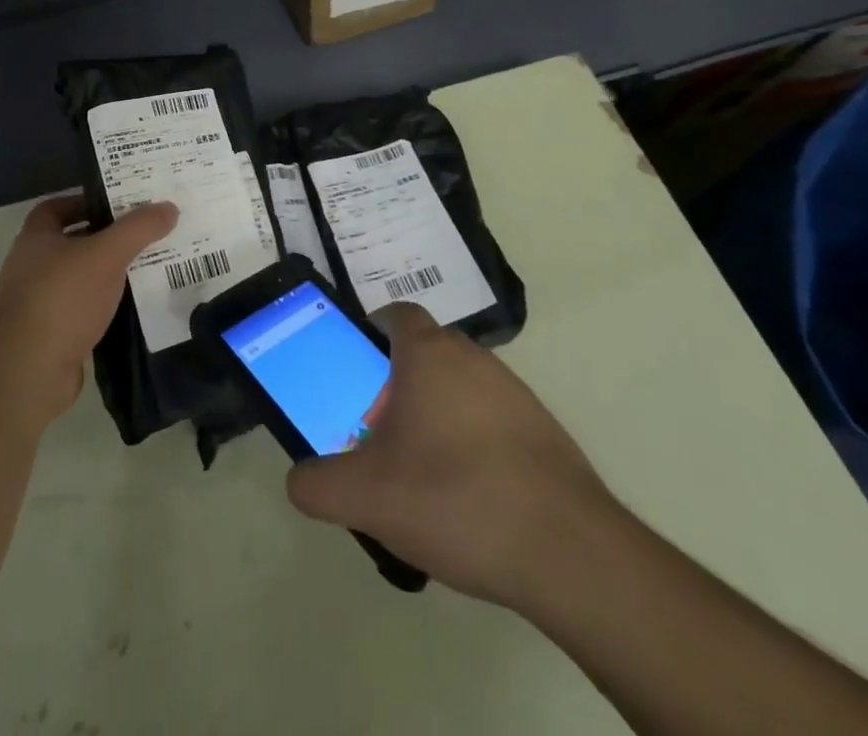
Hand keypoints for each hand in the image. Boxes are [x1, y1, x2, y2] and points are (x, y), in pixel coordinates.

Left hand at [0, 194, 178, 422]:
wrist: (31, 370)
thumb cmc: (63, 297)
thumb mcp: (107, 254)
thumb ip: (138, 228)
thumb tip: (169, 207)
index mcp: (35, 238)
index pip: (56, 208)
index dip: (85, 202)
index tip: (117, 205)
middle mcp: (31, 267)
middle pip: (72, 242)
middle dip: (106, 238)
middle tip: (143, 234)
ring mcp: (39, 303)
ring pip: (80, 279)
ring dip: (108, 275)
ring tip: (147, 268)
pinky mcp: (52, 335)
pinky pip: (84, 311)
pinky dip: (105, 307)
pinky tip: (133, 307)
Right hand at [286, 302, 611, 612]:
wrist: (568, 552)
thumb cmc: (455, 499)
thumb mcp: (366, 497)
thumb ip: (318, 485)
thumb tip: (299, 480)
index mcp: (428, 355)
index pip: (396, 314)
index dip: (371, 332)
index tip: (356, 372)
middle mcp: (473, 358)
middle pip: (425, 354)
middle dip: (397, 385)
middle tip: (379, 435)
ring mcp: (515, 392)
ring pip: (459, 388)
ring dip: (436, 415)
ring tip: (421, 476)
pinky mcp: (544, 430)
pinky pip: (492, 420)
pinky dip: (473, 444)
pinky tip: (468, 499)